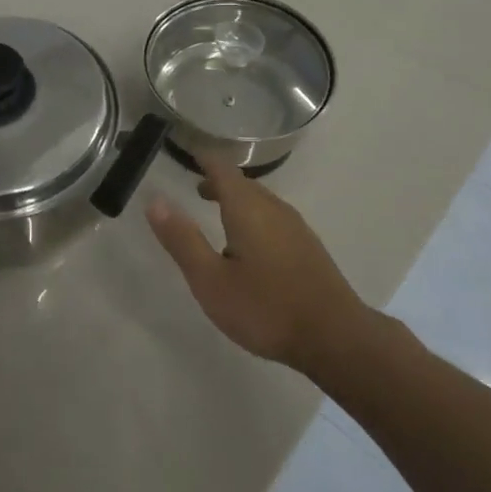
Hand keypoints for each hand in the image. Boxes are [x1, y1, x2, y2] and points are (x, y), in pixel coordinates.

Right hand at [146, 155, 371, 375]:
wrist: (335, 337)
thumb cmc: (266, 308)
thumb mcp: (211, 280)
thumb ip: (183, 239)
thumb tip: (155, 200)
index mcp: (247, 208)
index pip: (222, 168)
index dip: (203, 158)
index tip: (188, 153)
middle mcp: (273, 208)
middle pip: (243, 184)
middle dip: (219, 182)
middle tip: (196, 189)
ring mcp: (295, 227)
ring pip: (260, 202)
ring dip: (237, 202)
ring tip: (218, 216)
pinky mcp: (307, 247)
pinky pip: (273, 219)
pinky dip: (253, 218)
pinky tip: (249, 248)